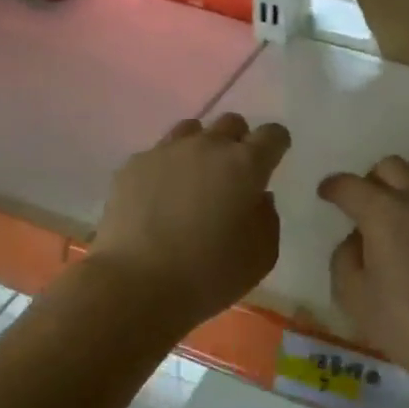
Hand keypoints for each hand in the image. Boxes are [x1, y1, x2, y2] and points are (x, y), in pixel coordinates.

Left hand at [89, 113, 290, 330]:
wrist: (136, 284)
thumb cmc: (209, 274)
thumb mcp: (261, 257)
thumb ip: (267, 219)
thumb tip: (259, 198)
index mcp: (245, 165)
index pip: (272, 135)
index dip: (276, 144)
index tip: (273, 159)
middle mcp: (206, 147)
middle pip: (231, 124)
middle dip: (239, 142)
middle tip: (234, 174)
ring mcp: (165, 152)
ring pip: (191, 130)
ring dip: (201, 147)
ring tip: (195, 179)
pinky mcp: (132, 166)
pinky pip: (158, 154)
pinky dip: (166, 168)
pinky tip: (160, 197)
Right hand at [319, 157, 408, 387]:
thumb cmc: (405, 322)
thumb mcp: (354, 296)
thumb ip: (345, 258)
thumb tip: (357, 239)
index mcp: (383, 213)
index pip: (350, 186)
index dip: (334, 187)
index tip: (327, 194)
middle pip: (391, 167)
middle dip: (372, 180)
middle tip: (367, 206)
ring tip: (405, 213)